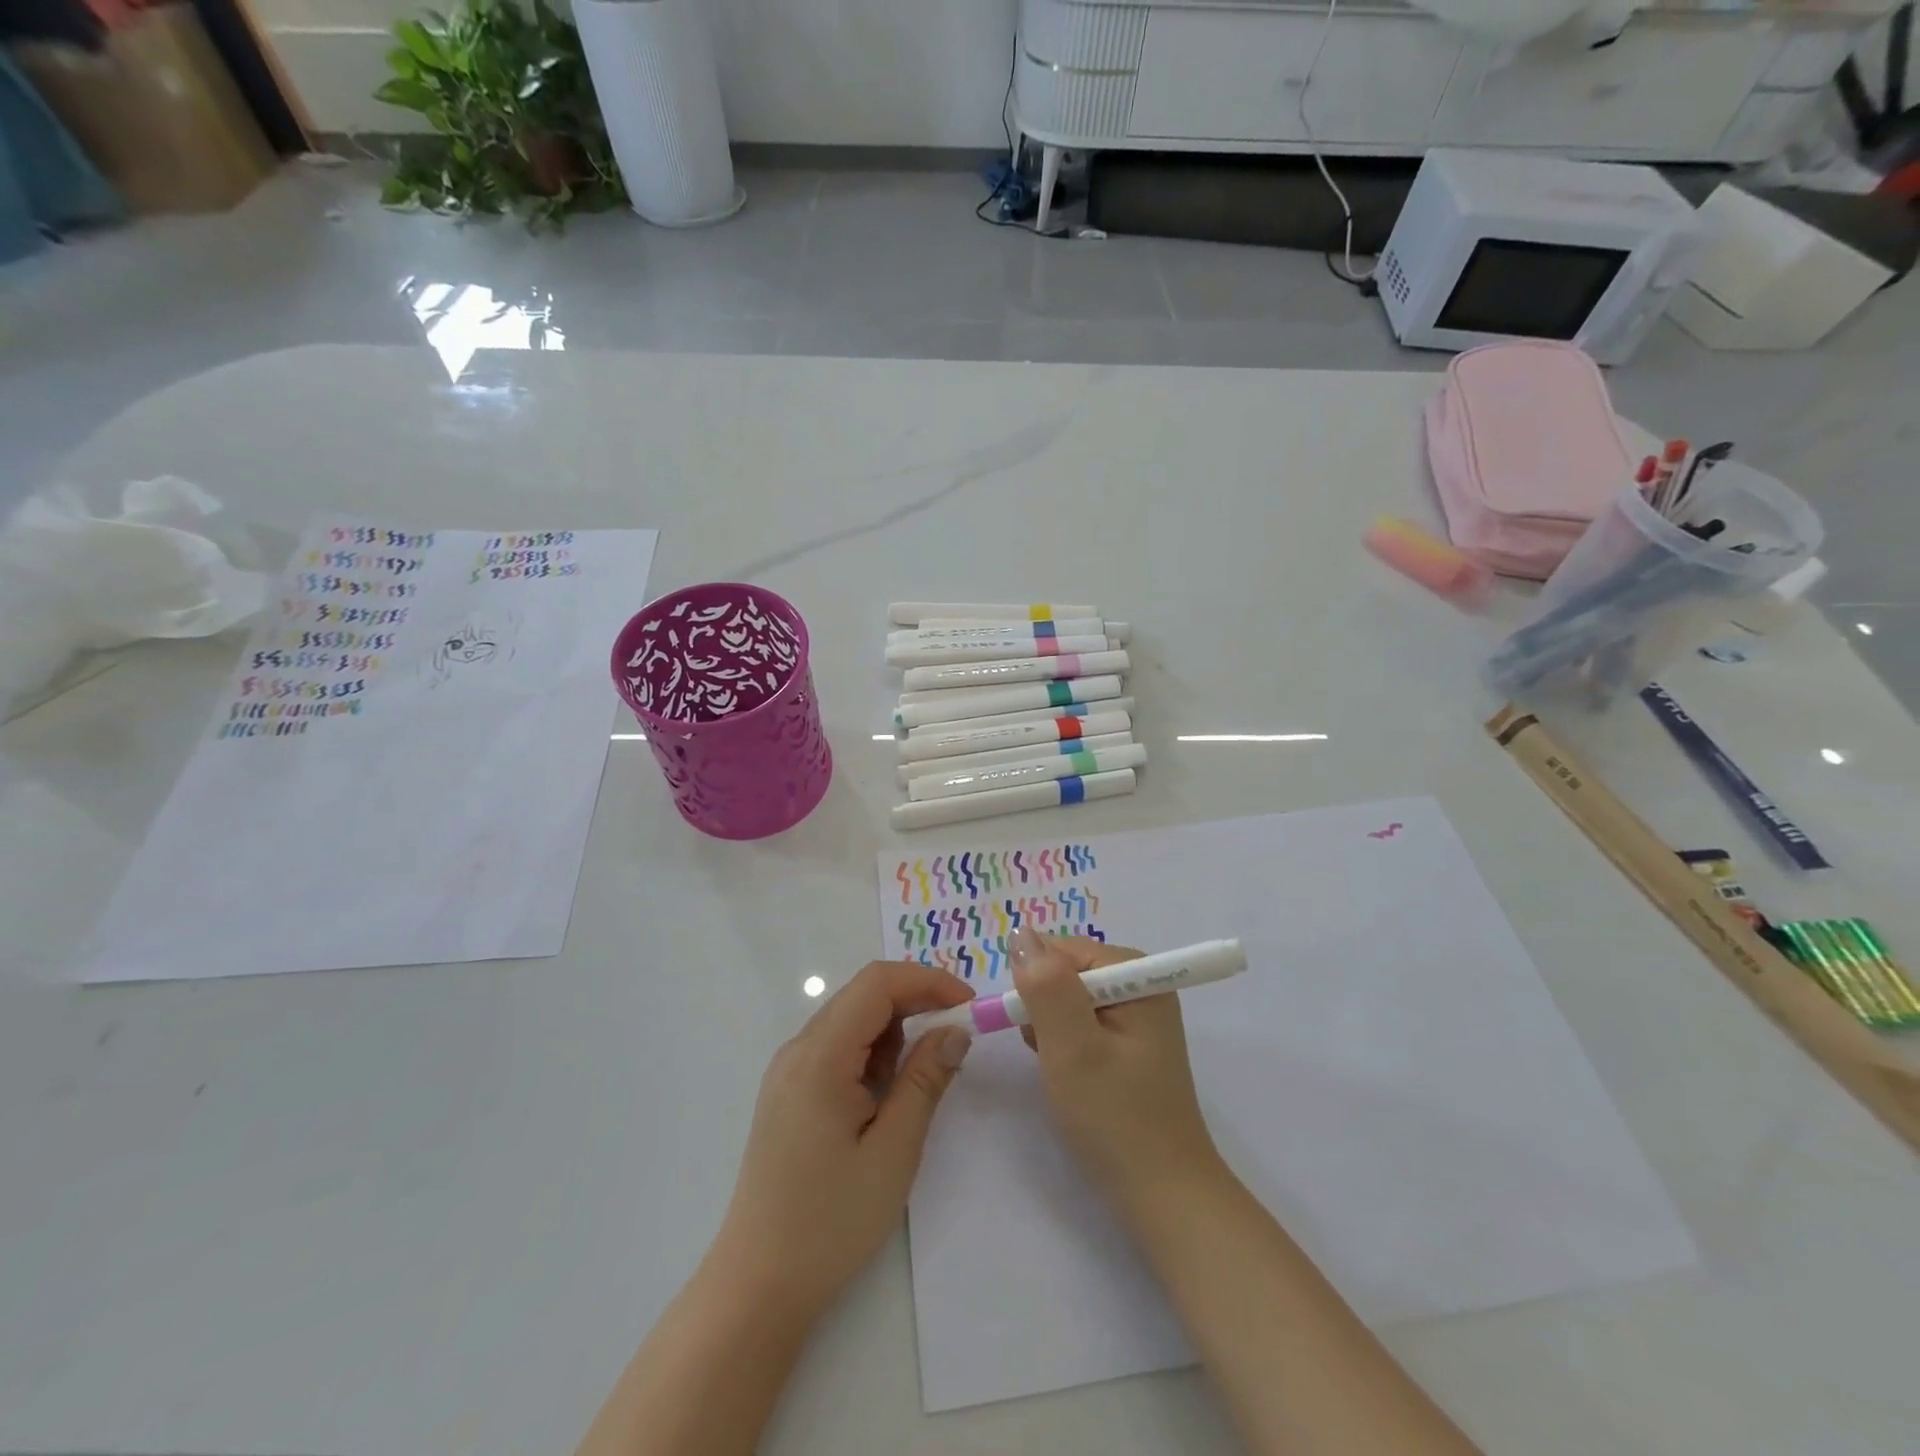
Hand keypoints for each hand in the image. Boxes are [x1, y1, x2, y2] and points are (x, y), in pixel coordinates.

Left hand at [711, 960, 974, 1320]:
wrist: (758, 1284)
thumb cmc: (830, 1221)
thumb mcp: (893, 1151)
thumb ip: (925, 1080)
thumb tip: (956, 1030)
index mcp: (819, 1056)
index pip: (876, 983)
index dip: (927, 981)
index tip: (968, 1006)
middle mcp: (798, 1049)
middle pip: (863, 995)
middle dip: (916, 1002)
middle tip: (958, 1034)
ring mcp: (789, 1070)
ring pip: (852, 1020)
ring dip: (895, 1030)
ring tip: (924, 1075)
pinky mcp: (790, 1091)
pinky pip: (838, 1048)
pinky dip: (872, 1053)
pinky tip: (888, 1094)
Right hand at [1010, 926, 1221, 1208]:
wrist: (1163, 1196)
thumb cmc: (1115, 1118)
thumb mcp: (1072, 1048)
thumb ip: (1045, 987)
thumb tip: (1020, 932)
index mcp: (1136, 973)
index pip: (1063, 950)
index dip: (1037, 984)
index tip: (1031, 1029)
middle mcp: (1139, 984)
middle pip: (1066, 973)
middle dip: (1044, 1009)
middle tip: (1050, 1056)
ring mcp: (1135, 1016)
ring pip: (1067, 1000)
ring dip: (1051, 1030)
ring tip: (1060, 1071)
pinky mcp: (1128, 1045)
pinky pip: (1080, 1025)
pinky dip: (1063, 1045)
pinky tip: (1070, 1078)